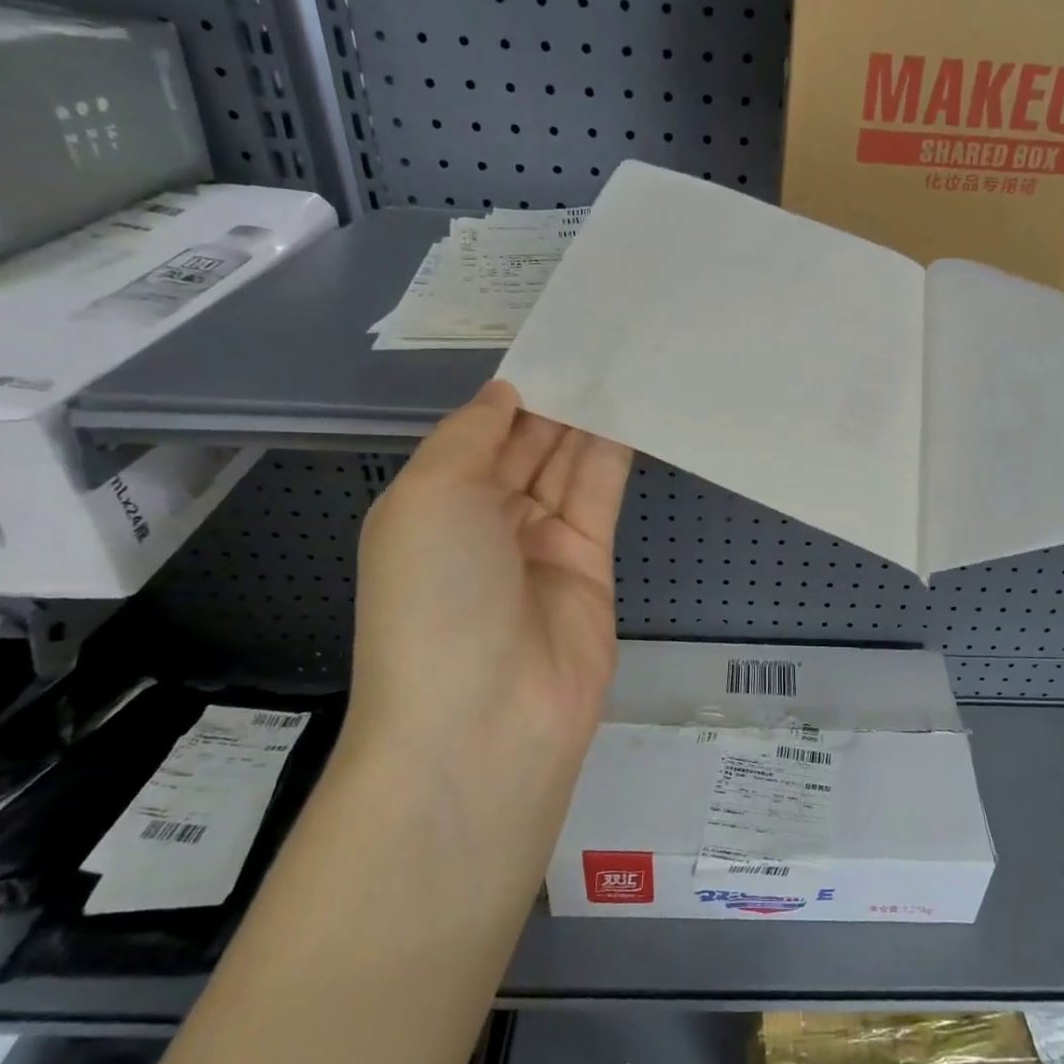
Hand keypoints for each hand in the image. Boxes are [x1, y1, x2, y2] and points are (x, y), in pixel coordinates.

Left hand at [347, 380, 632, 767]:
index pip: (479, 434)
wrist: (485, 721)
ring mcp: (541, 544)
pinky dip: (614, 454)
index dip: (512, 391)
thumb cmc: (435, 596)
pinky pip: (600, 496)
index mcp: (434, 504)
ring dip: (588, 419)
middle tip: (598, 341)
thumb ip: (471, 435)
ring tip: (622, 362)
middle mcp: (485, 521)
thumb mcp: (430, 497)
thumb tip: (506, 394)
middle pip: (527, 445)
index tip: (550, 342)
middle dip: (556, 399)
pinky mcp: (591, 564)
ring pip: (567, 466)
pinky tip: (633, 410)